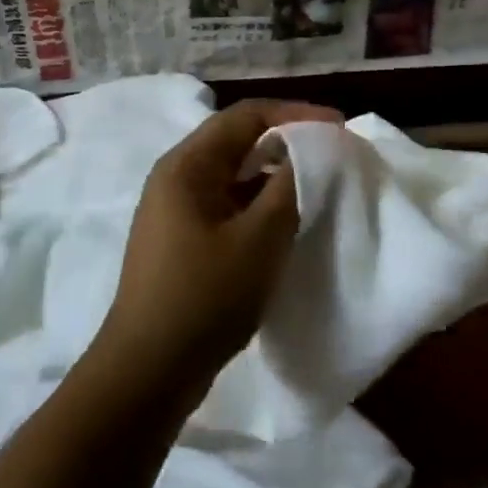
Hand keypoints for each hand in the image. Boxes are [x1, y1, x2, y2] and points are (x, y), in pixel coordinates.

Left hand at [96, 99, 341, 392]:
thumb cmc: (205, 297)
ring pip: (235, 175)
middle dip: (288, 142)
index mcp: (187, 165)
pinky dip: (260, 204)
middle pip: (238, 140)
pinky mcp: (183, 240)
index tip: (340, 128)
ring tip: (318, 186)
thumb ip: (290, 186)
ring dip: (275, 175)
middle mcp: (177, 177)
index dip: (297, 115)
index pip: (247, 116)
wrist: (148, 372)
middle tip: (333, 154)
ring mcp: (177, 210)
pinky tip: (288, 221)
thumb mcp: (260, 239)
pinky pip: (228, 204)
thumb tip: (314, 150)